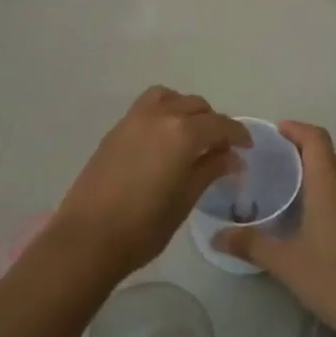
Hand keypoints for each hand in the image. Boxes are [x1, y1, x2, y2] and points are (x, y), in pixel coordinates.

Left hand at [50, 87, 249, 282]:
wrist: (88, 238)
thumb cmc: (144, 226)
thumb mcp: (186, 199)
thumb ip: (210, 170)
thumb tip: (232, 157)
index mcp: (182, 133)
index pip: (220, 124)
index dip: (238, 134)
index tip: (247, 148)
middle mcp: (159, 116)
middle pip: (195, 106)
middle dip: (213, 122)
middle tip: (220, 148)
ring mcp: (132, 120)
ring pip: (168, 98)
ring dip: (185, 110)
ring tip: (191, 137)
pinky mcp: (115, 130)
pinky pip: (147, 108)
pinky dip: (163, 113)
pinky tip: (165, 142)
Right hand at [214, 121, 335, 336]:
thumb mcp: (287, 263)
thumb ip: (251, 245)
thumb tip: (215, 236)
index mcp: (330, 184)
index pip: (315, 138)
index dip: (294, 129)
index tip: (272, 132)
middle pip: (326, 158)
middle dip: (298, 156)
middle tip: (267, 167)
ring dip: (314, 180)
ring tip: (285, 196)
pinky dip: (329, 201)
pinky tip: (313, 227)